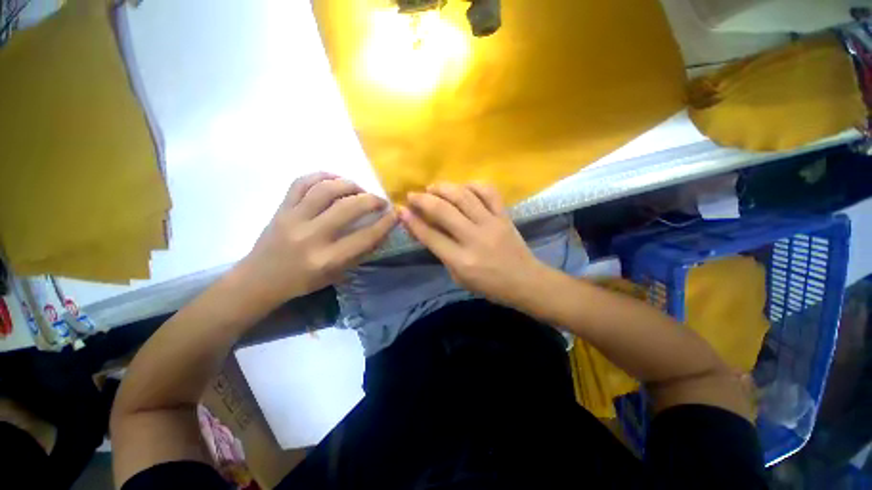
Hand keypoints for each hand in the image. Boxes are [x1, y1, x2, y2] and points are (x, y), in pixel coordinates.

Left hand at [239, 172, 395, 304]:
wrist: (260, 279)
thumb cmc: (303, 281)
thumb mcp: (337, 274)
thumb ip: (359, 253)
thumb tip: (380, 231)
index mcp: (327, 259)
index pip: (365, 236)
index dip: (385, 223)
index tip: (395, 214)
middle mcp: (311, 237)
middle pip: (348, 207)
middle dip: (371, 200)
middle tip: (380, 201)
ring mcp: (293, 219)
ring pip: (326, 189)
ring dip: (350, 184)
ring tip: (359, 190)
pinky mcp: (280, 208)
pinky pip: (301, 182)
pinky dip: (322, 176)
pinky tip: (334, 180)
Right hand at [399, 182, 547, 306]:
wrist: (524, 281)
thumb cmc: (489, 285)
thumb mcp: (459, 277)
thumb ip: (442, 254)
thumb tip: (424, 230)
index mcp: (461, 261)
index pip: (430, 236)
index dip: (412, 221)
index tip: (401, 210)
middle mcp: (474, 239)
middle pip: (443, 211)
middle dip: (423, 199)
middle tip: (413, 195)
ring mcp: (491, 224)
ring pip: (464, 196)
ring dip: (444, 187)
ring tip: (433, 187)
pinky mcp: (504, 216)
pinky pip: (489, 192)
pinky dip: (473, 184)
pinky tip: (463, 186)